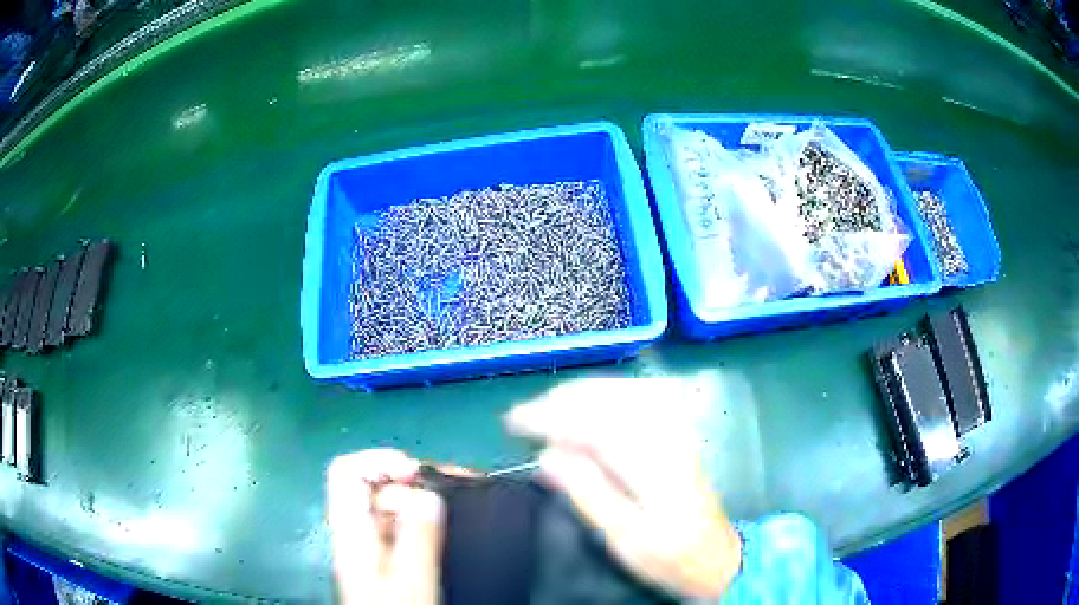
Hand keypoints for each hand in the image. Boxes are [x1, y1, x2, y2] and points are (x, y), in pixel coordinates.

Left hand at [326, 449, 443, 604]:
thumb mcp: (411, 580)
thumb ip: (417, 537)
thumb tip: (427, 494)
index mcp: (352, 531)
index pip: (346, 473)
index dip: (378, 461)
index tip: (416, 472)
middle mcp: (356, 532)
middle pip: (371, 486)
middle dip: (410, 479)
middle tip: (451, 487)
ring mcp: (370, 546)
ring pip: (388, 505)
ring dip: (419, 497)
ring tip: (456, 500)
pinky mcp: (385, 559)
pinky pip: (400, 525)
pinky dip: (422, 517)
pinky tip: (446, 524)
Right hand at [507, 378, 742, 597]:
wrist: (717, 557)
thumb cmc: (669, 556)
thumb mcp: (625, 538)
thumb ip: (588, 494)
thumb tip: (547, 455)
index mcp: (652, 464)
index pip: (592, 423)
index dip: (548, 416)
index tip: (512, 422)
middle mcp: (665, 436)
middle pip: (607, 398)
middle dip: (559, 400)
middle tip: (522, 417)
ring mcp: (674, 431)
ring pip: (622, 392)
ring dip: (578, 395)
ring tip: (545, 409)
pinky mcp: (676, 435)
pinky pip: (635, 400)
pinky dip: (603, 396)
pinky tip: (587, 406)